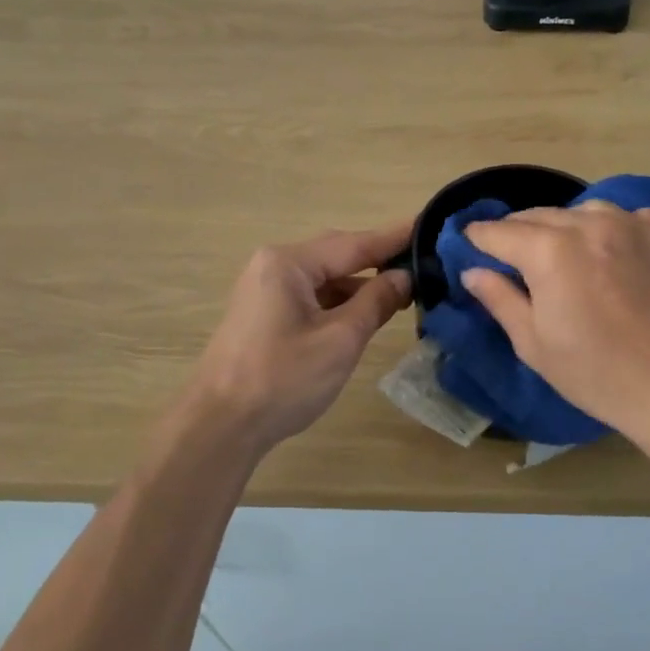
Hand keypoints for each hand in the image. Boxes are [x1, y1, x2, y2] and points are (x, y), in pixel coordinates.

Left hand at [185, 221, 412, 456]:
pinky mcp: (264, 314)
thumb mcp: (340, 340)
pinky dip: (339, 302)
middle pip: (337, 255)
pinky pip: (311, 296)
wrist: (220, 426)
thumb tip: (404, 276)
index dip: (394, 238)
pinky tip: (365, 313)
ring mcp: (265, 290)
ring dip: (359, 285)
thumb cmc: (283, 379)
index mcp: (289, 263)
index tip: (429, 224)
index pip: (354, 243)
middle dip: (378, 260)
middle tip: (423, 262)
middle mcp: (273, 265)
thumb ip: (376, 301)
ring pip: (324, 278)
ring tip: (403, 292)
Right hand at [461, 201, 649, 446]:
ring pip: (579, 211)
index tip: (470, 246)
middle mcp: (588, 224)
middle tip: (511, 258)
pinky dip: (608, 229)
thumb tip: (472, 271)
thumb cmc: (595, 373)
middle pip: (536, 215)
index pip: (498, 232)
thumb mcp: (533, 343)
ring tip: (564, 255)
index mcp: (549, 250)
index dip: (478, 240)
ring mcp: (630, 224)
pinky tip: (611, 255)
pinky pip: (624, 217)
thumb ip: (499, 298)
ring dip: (563, 228)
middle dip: (517, 233)